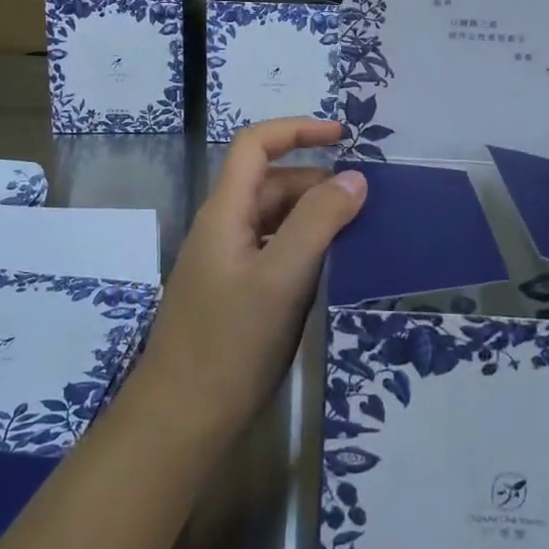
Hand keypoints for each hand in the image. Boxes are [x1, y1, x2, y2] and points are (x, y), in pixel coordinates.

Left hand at [133, 118, 367, 442]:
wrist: (181, 419)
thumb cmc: (230, 343)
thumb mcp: (281, 278)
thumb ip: (318, 223)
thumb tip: (355, 178)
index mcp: (225, 212)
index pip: (255, 145)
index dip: (297, 130)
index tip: (343, 137)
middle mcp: (224, 228)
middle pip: (271, 183)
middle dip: (317, 182)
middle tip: (367, 203)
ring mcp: (228, 262)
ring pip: (276, 220)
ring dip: (314, 217)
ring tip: (360, 233)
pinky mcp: (236, 292)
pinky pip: (274, 252)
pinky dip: (305, 248)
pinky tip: (332, 268)